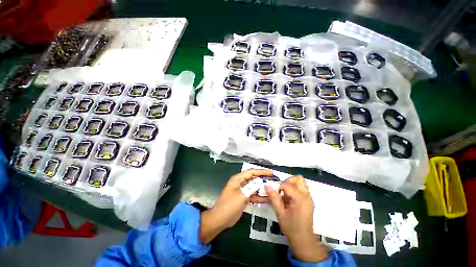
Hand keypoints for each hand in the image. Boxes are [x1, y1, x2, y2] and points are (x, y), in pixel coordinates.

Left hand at [200, 168, 272, 243]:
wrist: (220, 220)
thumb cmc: (229, 206)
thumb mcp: (241, 196)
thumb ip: (251, 188)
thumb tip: (260, 182)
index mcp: (237, 179)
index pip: (251, 172)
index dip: (261, 171)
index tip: (271, 172)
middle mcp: (240, 183)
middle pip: (253, 178)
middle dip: (263, 179)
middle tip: (273, 180)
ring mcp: (242, 191)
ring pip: (254, 187)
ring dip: (262, 188)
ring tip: (273, 189)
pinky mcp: (243, 198)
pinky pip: (253, 195)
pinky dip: (259, 196)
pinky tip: (268, 199)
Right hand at [265, 175, 329, 261]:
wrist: (303, 239)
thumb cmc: (291, 227)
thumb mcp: (280, 212)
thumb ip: (273, 197)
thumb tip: (266, 185)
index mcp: (299, 198)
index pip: (287, 184)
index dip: (279, 187)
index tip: (276, 193)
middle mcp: (306, 195)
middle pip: (298, 179)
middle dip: (288, 181)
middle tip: (281, 190)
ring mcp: (309, 198)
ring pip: (301, 182)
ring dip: (292, 184)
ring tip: (286, 193)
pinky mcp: (309, 200)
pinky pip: (302, 188)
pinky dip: (295, 189)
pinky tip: (290, 198)